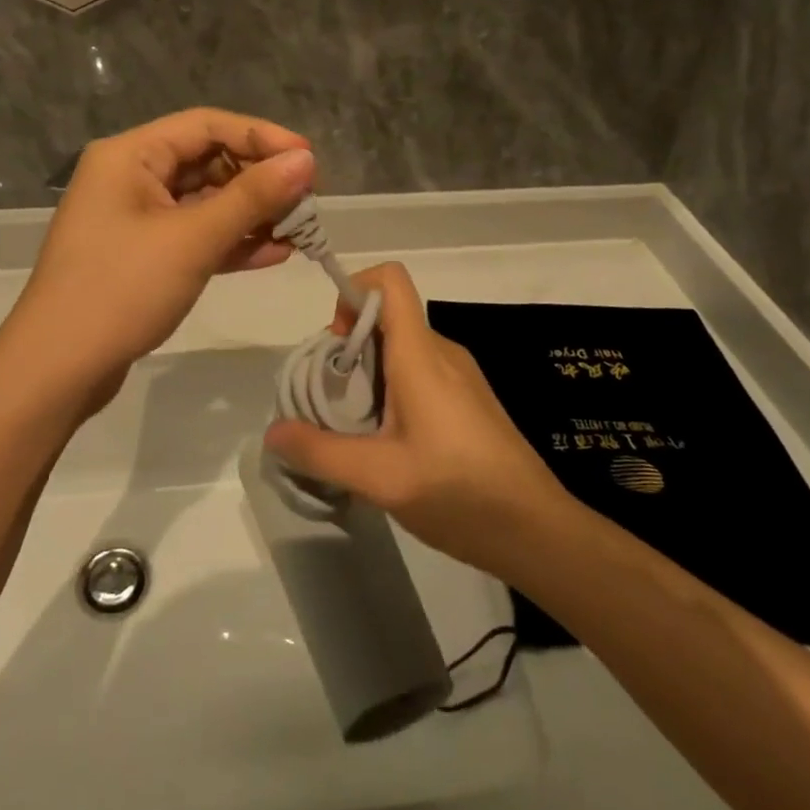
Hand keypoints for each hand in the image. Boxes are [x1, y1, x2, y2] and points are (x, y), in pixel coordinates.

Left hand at [0, 110, 315, 415]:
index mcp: (131, 155)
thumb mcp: (192, 239)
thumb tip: (306, 160)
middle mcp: (132, 177)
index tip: (309, 159)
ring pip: (206, 201)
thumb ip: (252, 197)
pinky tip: (275, 253)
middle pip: (208, 161)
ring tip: (301, 229)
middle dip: (260, 180)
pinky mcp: (144, 255)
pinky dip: (232, 241)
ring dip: (252, 213)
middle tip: (308, 199)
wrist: (57, 370)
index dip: (261, 136)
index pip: (206, 126)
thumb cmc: (120, 289)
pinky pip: (196, 235)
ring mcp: (137, 218)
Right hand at [263, 263, 568, 576]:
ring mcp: (460, 375)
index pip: (390, 279)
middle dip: (348, 346)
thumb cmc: (458, 492)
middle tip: (331, 401)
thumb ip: (321, 452)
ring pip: (402, 349)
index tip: (334, 343)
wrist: (536, 530)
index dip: (353, 291)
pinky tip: (389, 444)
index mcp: (420, 354)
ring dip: (368, 374)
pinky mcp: (469, 399)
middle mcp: (441, 352)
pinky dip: (392, 391)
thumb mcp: (379, 478)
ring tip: (355, 428)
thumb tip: (273, 432)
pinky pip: (420, 373)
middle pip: (387, 318)